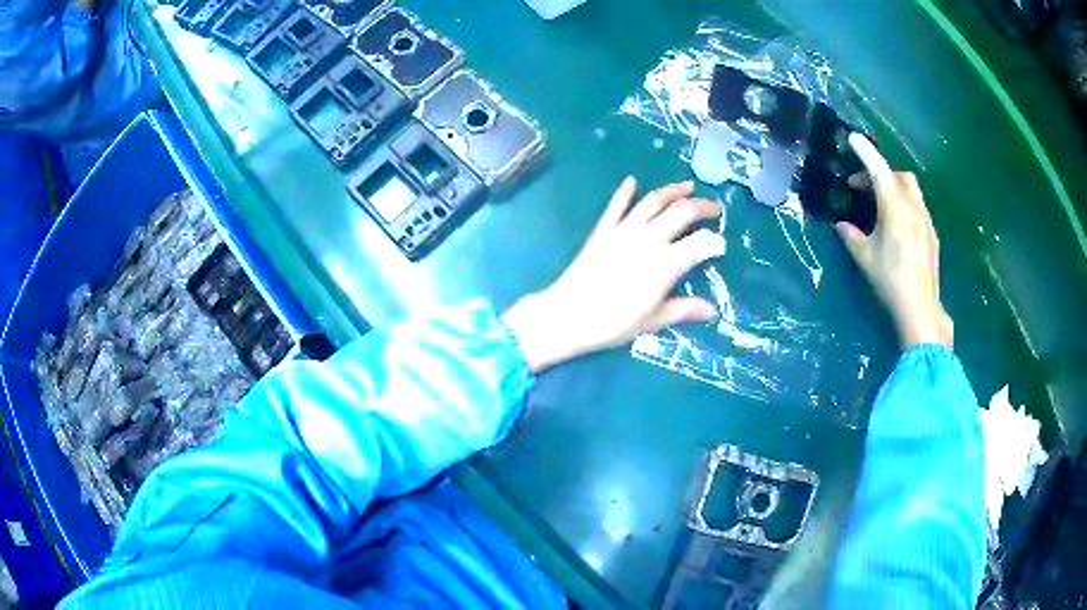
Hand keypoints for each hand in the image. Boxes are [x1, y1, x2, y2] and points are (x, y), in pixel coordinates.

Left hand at [503, 178, 725, 372]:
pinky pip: (617, 205)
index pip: (701, 243)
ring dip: (673, 190)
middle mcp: (649, 239)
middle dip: (703, 207)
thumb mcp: (653, 320)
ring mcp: (624, 230)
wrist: (567, 314)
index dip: (716, 242)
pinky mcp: (603, 229)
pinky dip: (625, 191)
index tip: (722, 245)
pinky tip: (632, 181)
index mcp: (666, 263)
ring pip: (653, 201)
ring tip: (689, 186)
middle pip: (682, 212)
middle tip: (716, 209)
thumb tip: (712, 310)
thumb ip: (684, 310)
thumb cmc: (612, 323)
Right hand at [837, 133, 952, 349]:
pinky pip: (918, 208)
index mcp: (894, 206)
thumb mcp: (864, 257)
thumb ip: (851, 236)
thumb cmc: (890, 279)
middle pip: (899, 175)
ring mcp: (926, 220)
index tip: (852, 138)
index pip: (877, 169)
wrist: (920, 307)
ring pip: (912, 190)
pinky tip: (898, 227)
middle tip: (863, 188)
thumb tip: (841, 225)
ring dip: (895, 188)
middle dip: (881, 173)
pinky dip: (905, 205)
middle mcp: (913, 206)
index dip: (864, 151)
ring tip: (881, 206)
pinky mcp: (932, 235)